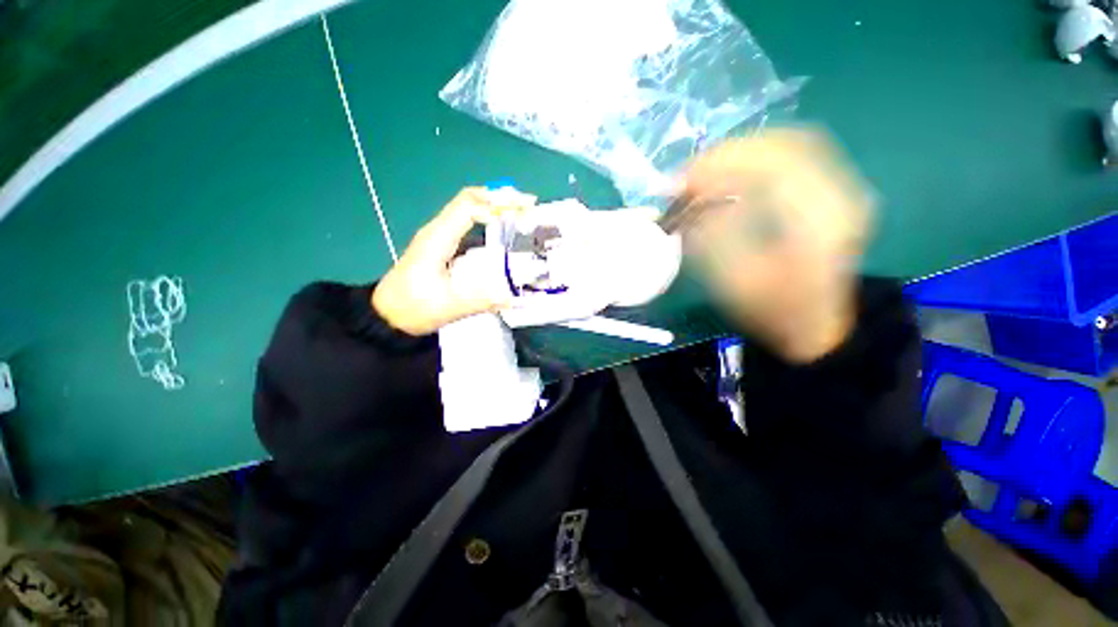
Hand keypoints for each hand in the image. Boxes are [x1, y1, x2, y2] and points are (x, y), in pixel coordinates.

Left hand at [372, 187, 534, 335]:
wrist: (385, 315)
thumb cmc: (412, 308)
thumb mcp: (448, 307)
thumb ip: (482, 301)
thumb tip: (514, 298)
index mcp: (438, 238)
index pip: (469, 206)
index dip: (498, 203)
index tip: (524, 209)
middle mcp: (438, 230)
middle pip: (469, 199)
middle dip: (500, 197)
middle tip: (528, 205)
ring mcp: (438, 235)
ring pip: (467, 207)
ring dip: (493, 204)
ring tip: (521, 212)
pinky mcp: (440, 244)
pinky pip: (465, 220)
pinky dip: (486, 216)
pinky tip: (501, 227)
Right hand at [678, 129, 874, 362]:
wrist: (816, 324)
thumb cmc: (775, 311)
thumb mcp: (736, 283)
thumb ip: (714, 240)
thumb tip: (691, 207)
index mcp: (819, 223)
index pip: (772, 166)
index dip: (720, 164)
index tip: (679, 183)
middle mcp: (841, 195)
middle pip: (785, 144)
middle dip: (727, 154)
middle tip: (686, 175)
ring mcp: (841, 189)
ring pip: (790, 144)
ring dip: (740, 153)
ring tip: (702, 173)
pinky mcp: (832, 190)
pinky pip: (794, 157)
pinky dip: (755, 159)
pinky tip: (730, 174)